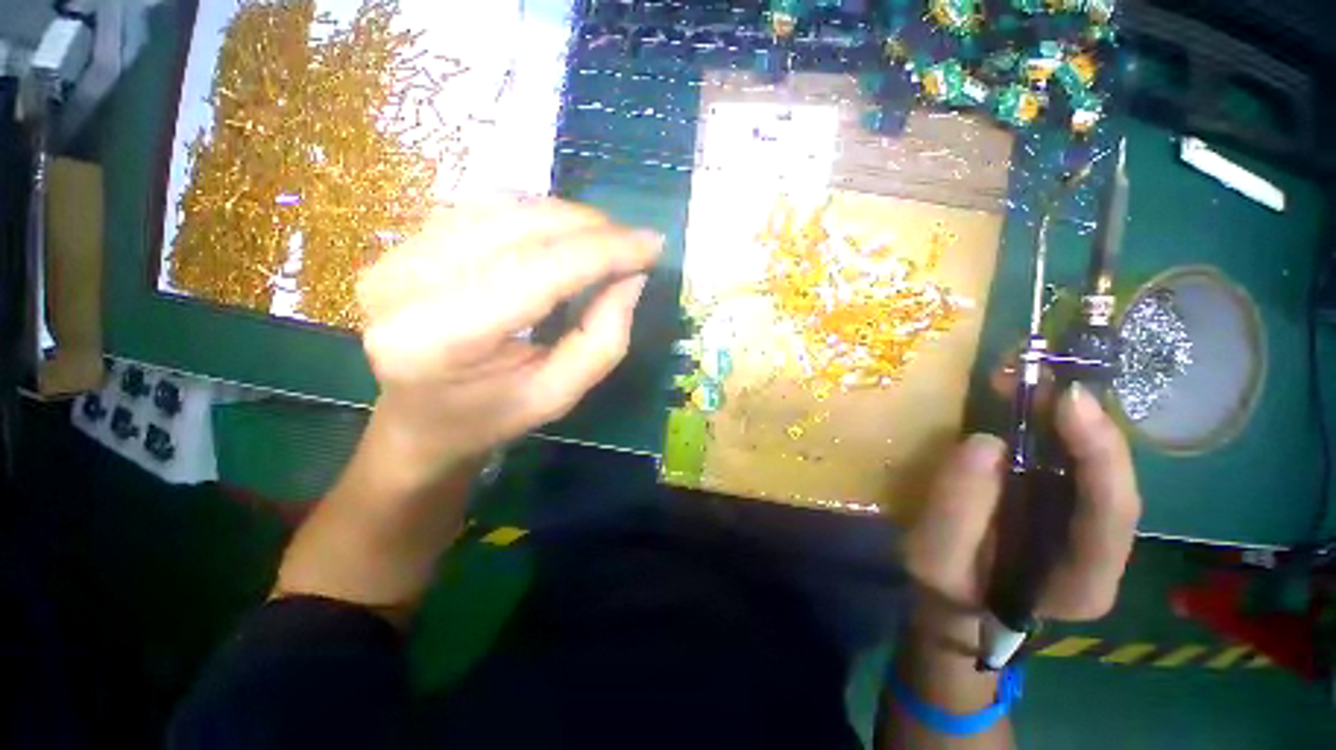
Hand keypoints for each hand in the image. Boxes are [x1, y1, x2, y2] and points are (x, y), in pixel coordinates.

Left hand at [274, 200, 660, 615]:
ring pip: (497, 206)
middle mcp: (402, 286)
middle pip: (518, 227)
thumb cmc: (493, 427)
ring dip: (564, 215)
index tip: (651, 245)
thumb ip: (602, 336)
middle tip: (635, 238)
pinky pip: (476, 208)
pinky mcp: (397, 248)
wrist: (413, 432)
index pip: (541, 270)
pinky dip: (530, 212)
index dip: (605, 251)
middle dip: (591, 226)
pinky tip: (561, 229)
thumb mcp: (561, 395)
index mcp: (441, 339)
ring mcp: (390, 259)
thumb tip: (629, 281)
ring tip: (605, 234)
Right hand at [903, 383, 1141, 640]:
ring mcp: (1085, 521)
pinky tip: (1021, 395)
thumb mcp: (935, 559)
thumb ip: (957, 511)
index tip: (1068, 399)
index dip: (1100, 454)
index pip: (1112, 516)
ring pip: (1093, 461)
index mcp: (1083, 581)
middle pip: (1113, 479)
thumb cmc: (946, 587)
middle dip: (1084, 421)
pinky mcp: (1063, 500)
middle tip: (1040, 373)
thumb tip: (984, 442)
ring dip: (1064, 413)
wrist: (954, 595)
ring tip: (1025, 375)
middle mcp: (1102, 549)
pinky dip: (1047, 420)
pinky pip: (1066, 456)